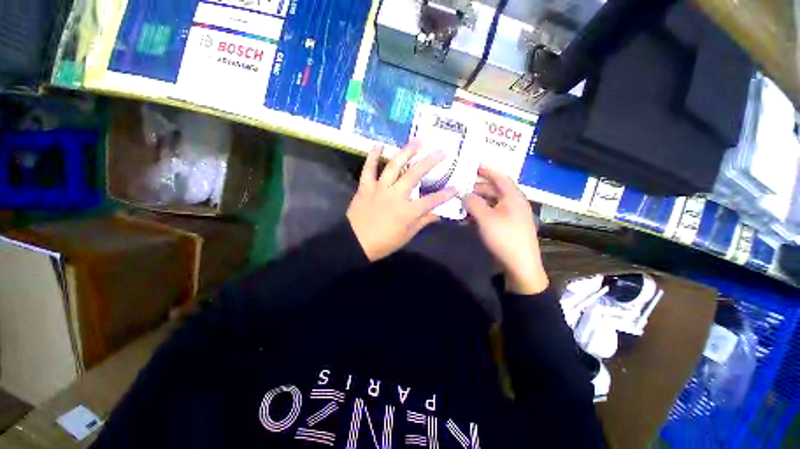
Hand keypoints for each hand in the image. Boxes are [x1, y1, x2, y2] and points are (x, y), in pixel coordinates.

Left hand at [347, 142, 456, 260]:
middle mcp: (396, 195)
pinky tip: (378, 144)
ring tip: (417, 141)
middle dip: (430, 162)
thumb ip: (422, 222)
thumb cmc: (383, 243)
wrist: (355, 242)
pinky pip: (368, 169)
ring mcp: (379, 188)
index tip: (456, 187)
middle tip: (441, 151)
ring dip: (406, 153)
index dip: (445, 194)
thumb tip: (438, 214)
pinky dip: (373, 156)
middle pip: (415, 175)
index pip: (432, 201)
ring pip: (394, 166)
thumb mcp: (406, 236)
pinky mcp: (365, 187)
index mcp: (407, 211)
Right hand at [463, 166, 547, 294]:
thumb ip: (473, 203)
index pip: (500, 177)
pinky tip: (469, 217)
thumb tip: (464, 194)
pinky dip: (481, 213)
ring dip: (478, 201)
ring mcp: (511, 216)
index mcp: (513, 197)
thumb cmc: (504, 238)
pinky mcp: (507, 227)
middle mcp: (514, 203)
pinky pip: (492, 214)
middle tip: (462, 188)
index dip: (487, 171)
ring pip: (492, 203)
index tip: (473, 167)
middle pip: (495, 190)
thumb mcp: (486, 218)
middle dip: (478, 188)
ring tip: (462, 202)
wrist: (520, 266)